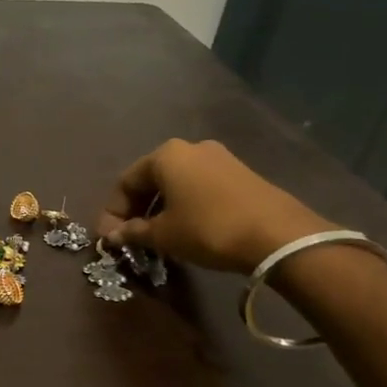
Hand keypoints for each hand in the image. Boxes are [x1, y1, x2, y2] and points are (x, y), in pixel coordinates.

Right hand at [94, 139, 333, 273]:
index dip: (112, 212)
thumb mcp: (164, 234)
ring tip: (155, 237)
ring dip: (159, 209)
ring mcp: (219, 158)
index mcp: (165, 155)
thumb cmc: (209, 229)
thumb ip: (133, 232)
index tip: (108, 238)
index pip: (125, 181)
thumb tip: (112, 236)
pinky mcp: (240, 174)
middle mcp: (190, 148)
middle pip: (151, 179)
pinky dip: (184, 206)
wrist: (278, 235)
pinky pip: (198, 187)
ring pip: (176, 183)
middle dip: (136, 209)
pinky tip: (184, 229)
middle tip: (129, 238)